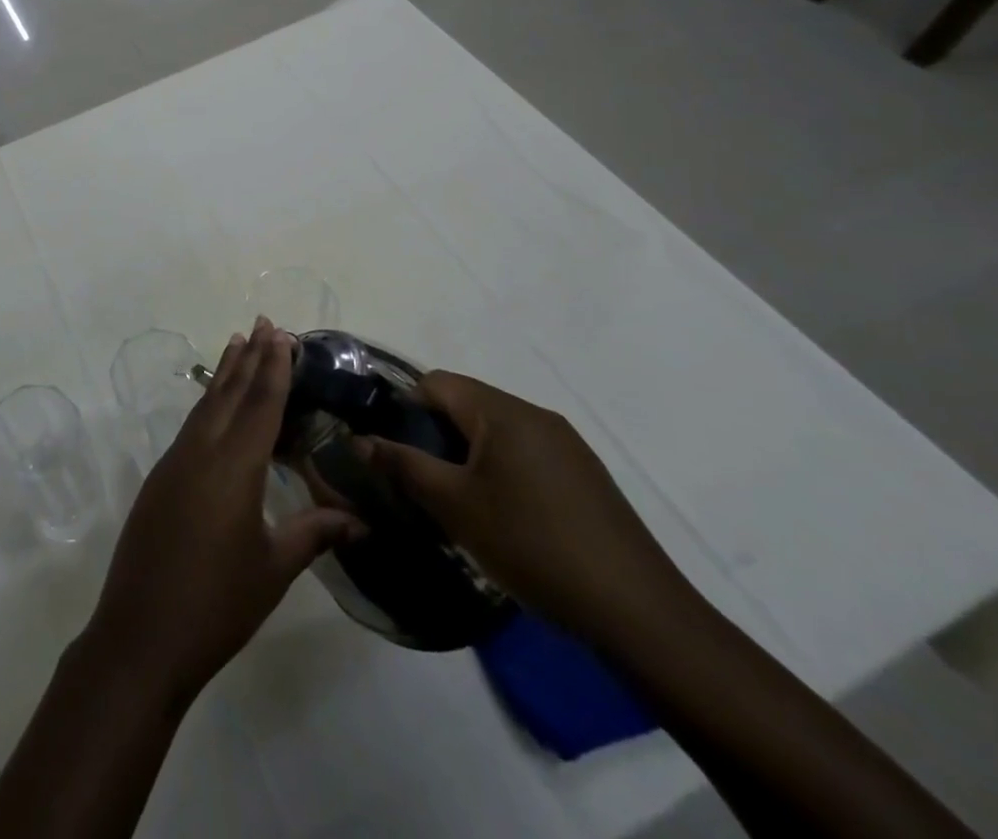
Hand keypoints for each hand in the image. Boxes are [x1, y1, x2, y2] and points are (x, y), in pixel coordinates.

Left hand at [81, 318, 364, 708]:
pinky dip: (209, 404)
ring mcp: (174, 462)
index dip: (273, 369)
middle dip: (249, 357)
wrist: (141, 634)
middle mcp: (201, 452)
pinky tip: (216, 405)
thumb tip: (361, 521)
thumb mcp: (273, 569)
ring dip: (224, 374)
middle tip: (263, 323)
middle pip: (229, 394)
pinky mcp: (159, 478)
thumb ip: (314, 534)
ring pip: (206, 406)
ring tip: (238, 344)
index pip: (260, 405)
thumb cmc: (217, 604)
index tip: (281, 334)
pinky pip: (191, 427)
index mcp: (233, 467)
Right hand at [363, 371, 696, 655]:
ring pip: (496, 432)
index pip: (436, 383)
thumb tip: (359, 440)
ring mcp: (567, 446)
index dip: (405, 409)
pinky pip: (525, 455)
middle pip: (466, 404)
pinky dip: (500, 472)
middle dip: (436, 436)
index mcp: (503, 412)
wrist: (638, 614)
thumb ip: (403, 465)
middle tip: (421, 481)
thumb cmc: (532, 545)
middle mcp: (536, 416)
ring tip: (458, 504)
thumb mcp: (454, 506)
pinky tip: (504, 519)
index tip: (395, 451)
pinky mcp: (586, 477)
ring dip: (468, 456)